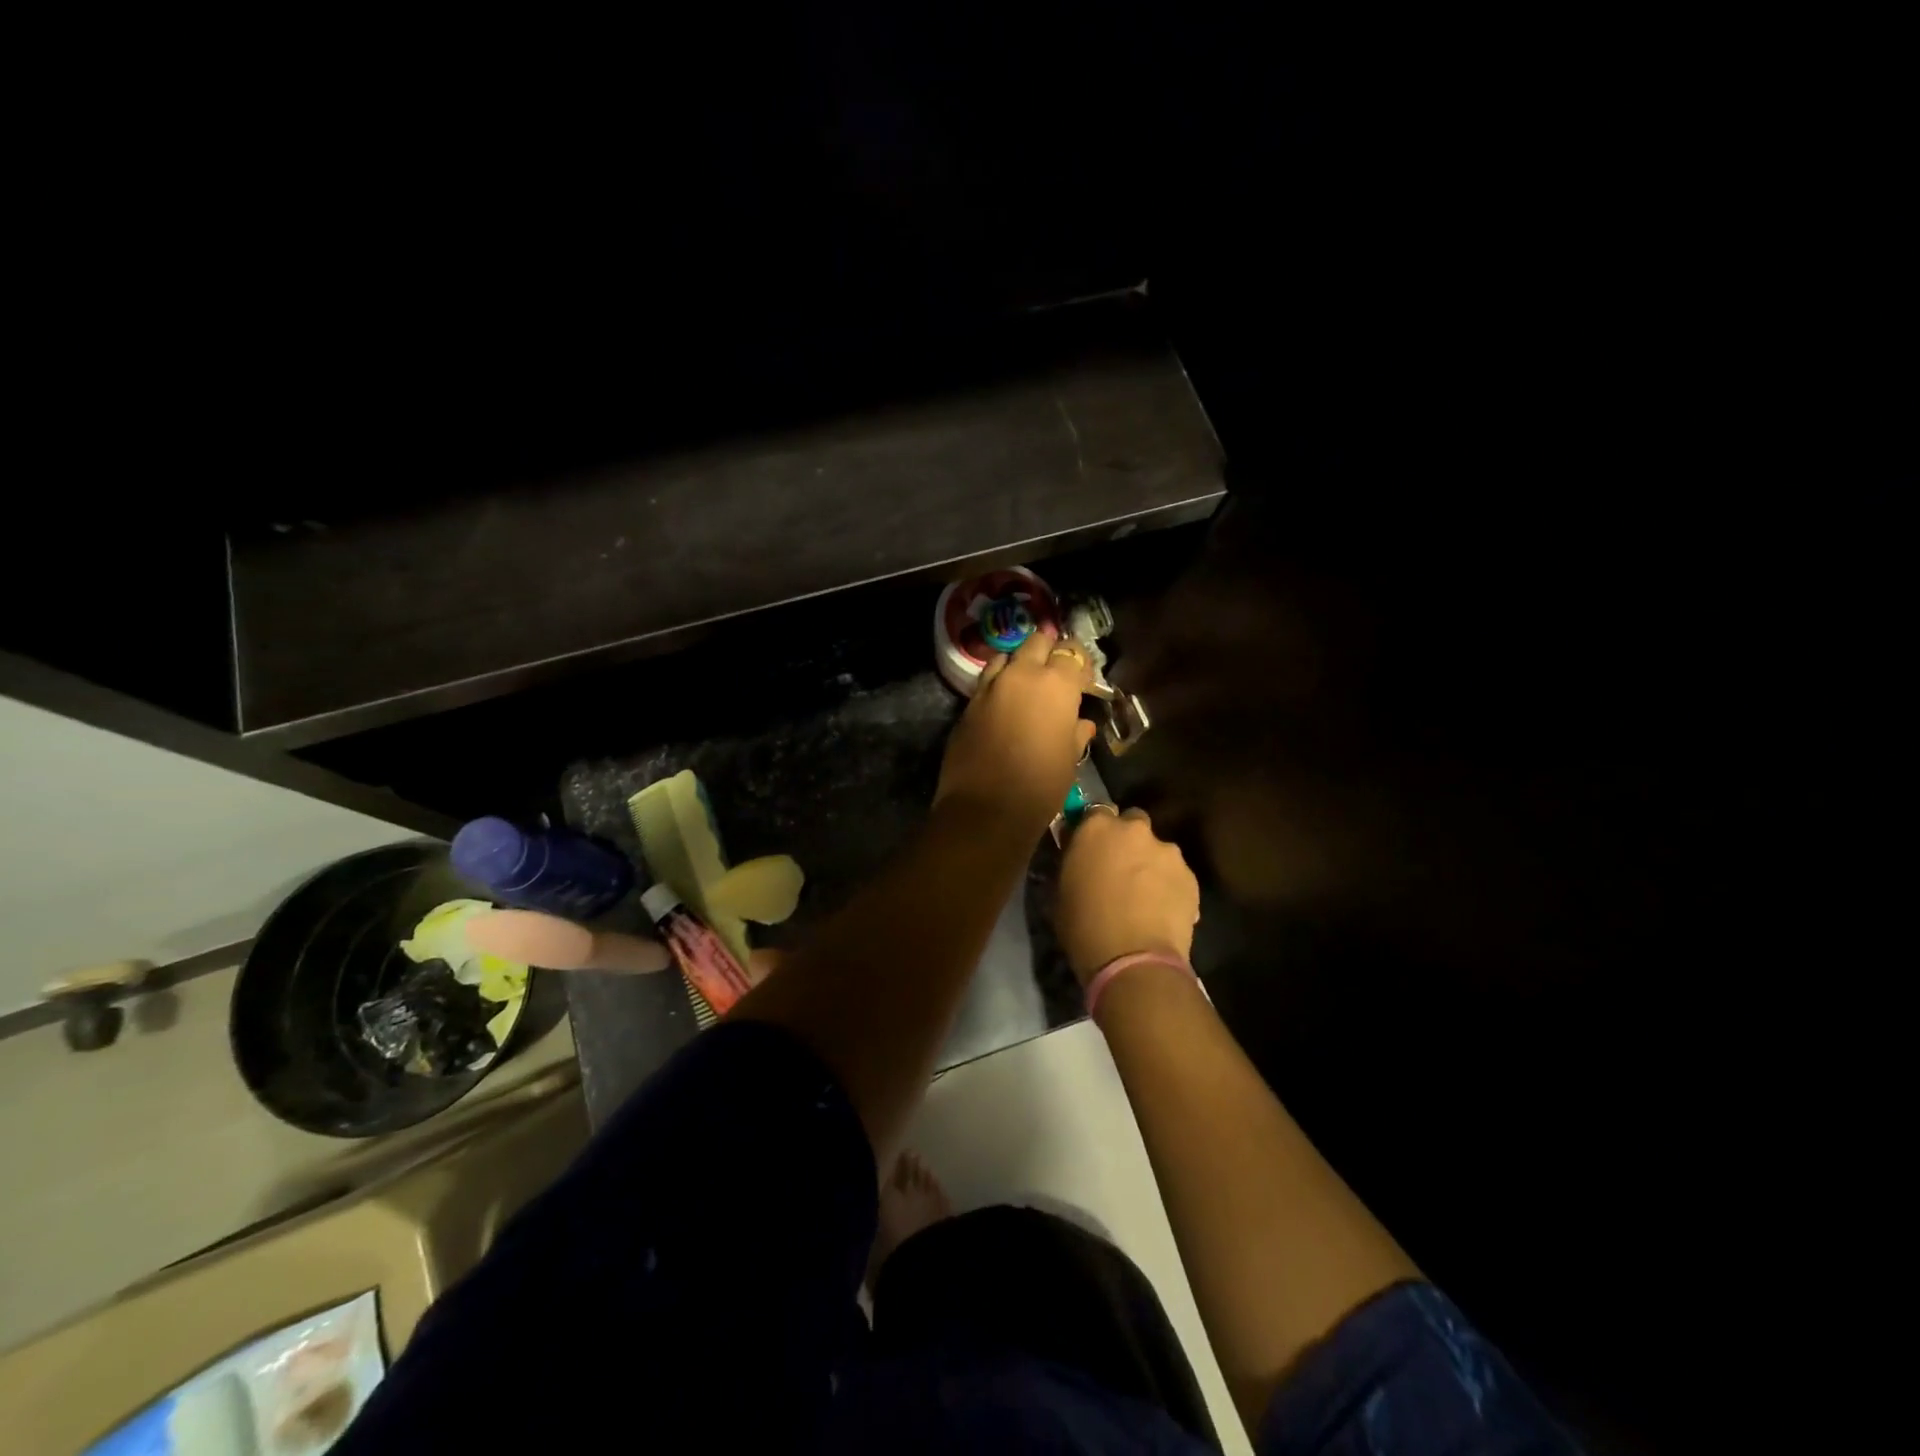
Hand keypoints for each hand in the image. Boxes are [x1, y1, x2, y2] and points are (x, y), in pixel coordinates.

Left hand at [936, 628, 1096, 829]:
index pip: (1072, 653)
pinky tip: (1003, 704)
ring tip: (1026, 684)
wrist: (985, 809)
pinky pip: (987, 681)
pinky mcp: (968, 703)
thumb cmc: (1040, 785)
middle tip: (1055, 674)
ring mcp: (990, 686)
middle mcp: (1022, 674)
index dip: (1079, 664)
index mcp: (1056, 684)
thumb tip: (1080, 724)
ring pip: (1007, 656)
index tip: (1083, 681)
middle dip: (1048, 652)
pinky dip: (998, 684)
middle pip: (1037, 642)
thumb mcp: (1069, 760)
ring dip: (1019, 663)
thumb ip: (1076, 734)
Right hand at [1057, 807, 1200, 982]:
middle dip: (1127, 840)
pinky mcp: (1191, 877)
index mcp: (1097, 828)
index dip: (1095, 830)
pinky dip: (1169, 886)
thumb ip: (1073, 862)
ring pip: (1157, 850)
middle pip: (1133, 822)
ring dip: (1149, 864)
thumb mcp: (1061, 890)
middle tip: (1118, 868)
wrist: (1134, 961)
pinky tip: (1160, 911)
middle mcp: (1135, 830)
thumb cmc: (1083, 926)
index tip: (1091, 848)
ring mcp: (1168, 852)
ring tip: (1144, 896)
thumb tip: (1079, 856)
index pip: (1096, 811)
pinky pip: (1176, 875)